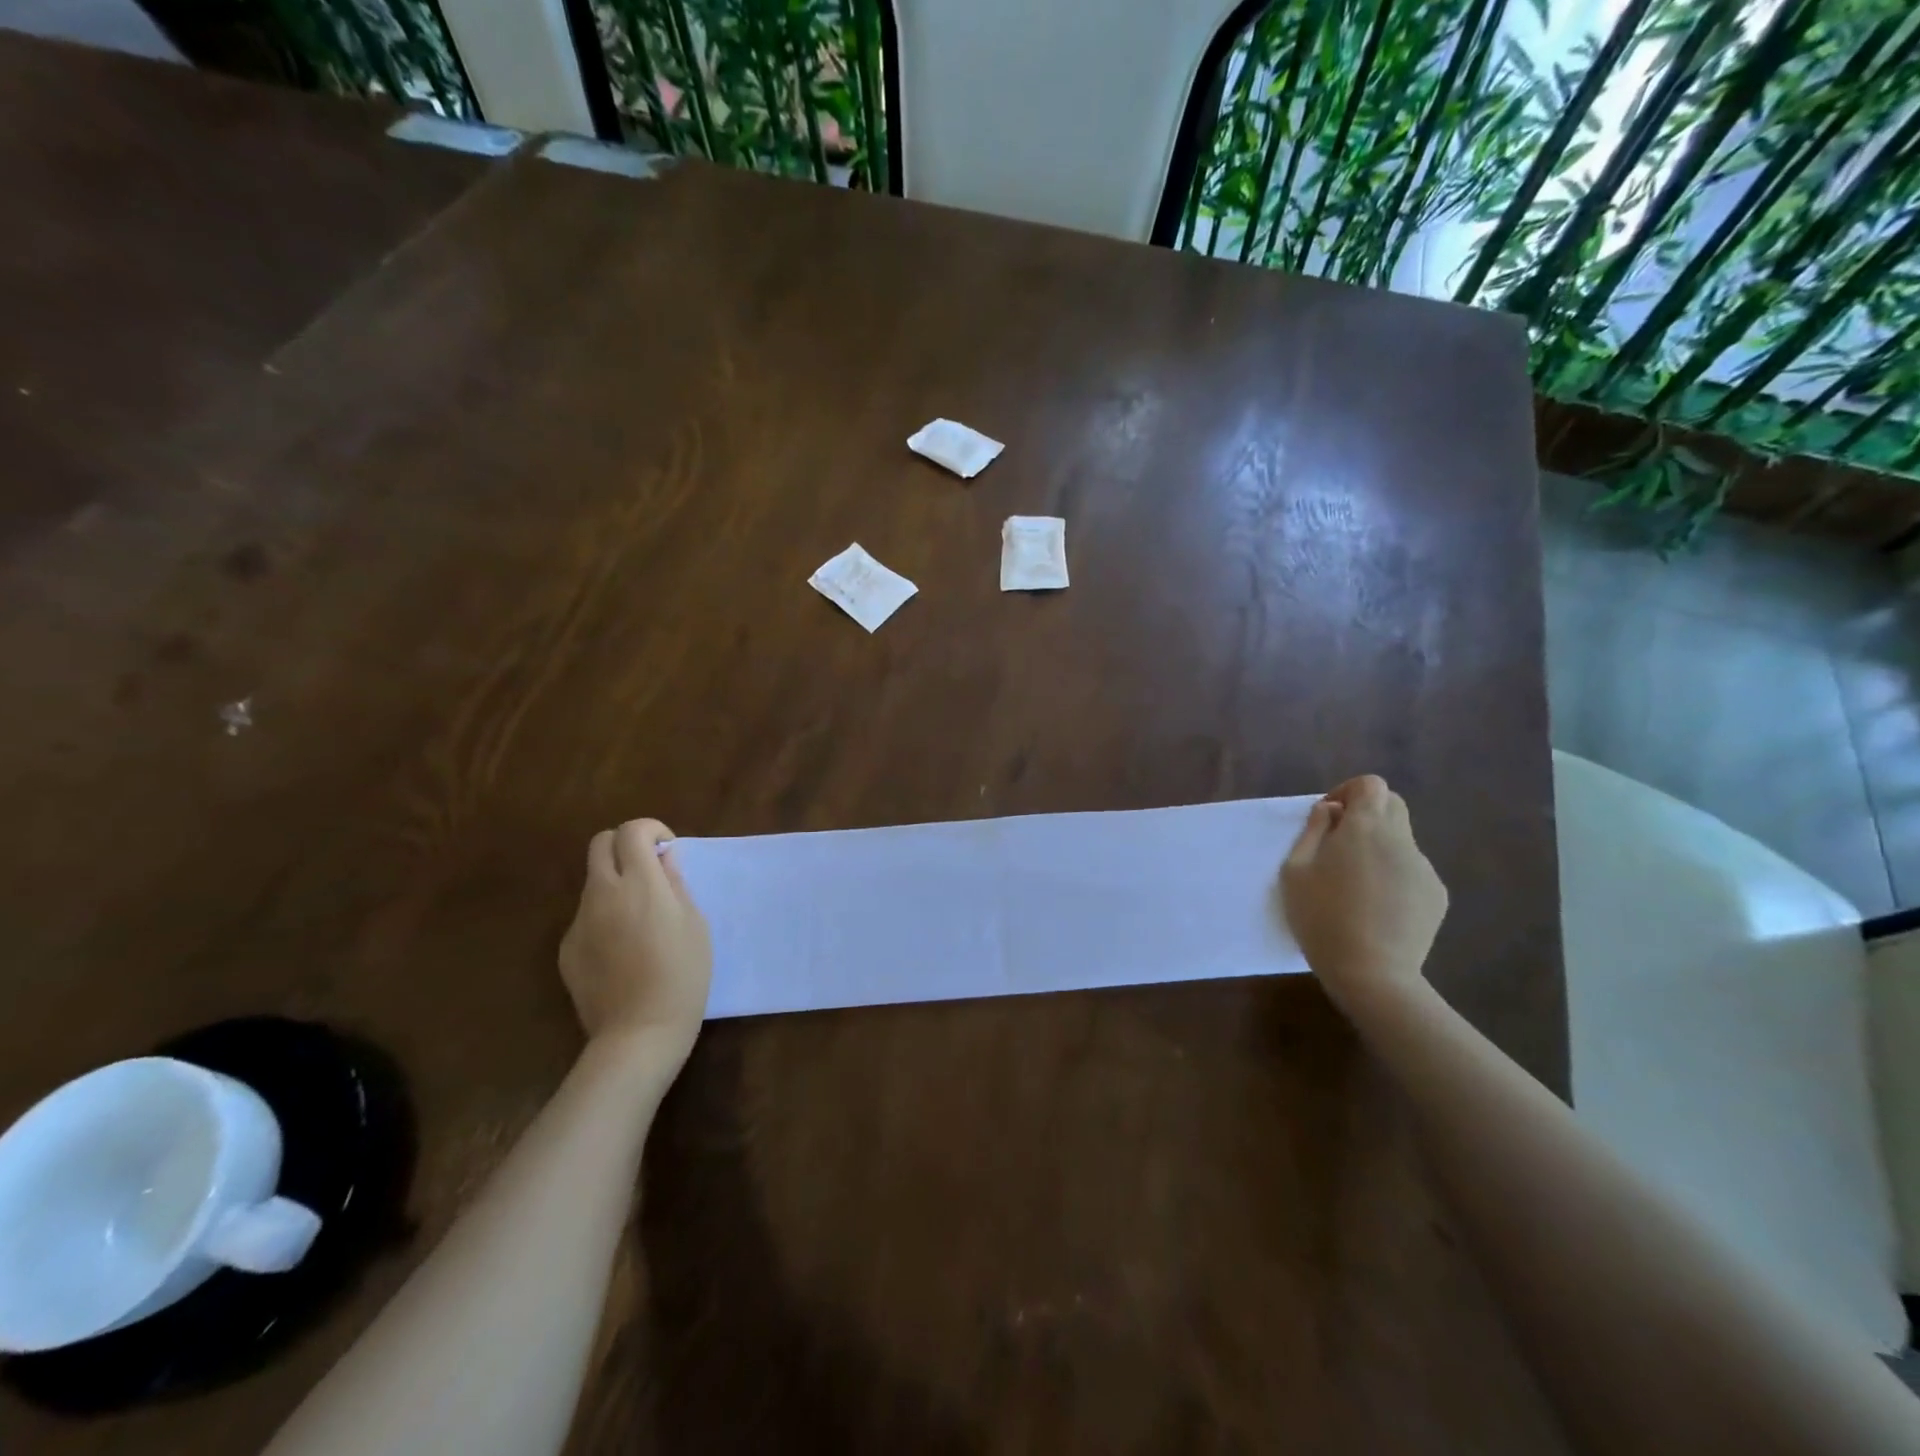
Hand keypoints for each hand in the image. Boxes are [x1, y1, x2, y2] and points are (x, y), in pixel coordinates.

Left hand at [560, 819, 711, 1064]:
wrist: (639, 1033)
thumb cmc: (683, 976)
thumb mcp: (695, 925)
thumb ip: (676, 885)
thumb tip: (664, 859)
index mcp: (640, 884)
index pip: (632, 831)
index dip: (651, 830)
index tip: (667, 850)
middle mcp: (603, 894)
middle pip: (600, 844)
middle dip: (625, 845)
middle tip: (649, 870)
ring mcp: (579, 921)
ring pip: (593, 881)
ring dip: (615, 882)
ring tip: (640, 919)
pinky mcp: (567, 948)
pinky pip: (586, 916)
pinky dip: (604, 917)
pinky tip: (623, 951)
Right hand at [1282, 775, 1447, 1010]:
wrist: (1372, 972)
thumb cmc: (1321, 917)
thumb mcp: (1295, 870)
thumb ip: (1312, 831)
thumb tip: (1329, 811)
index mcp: (1364, 828)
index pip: (1370, 785)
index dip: (1349, 791)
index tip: (1329, 816)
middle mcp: (1400, 839)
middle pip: (1392, 805)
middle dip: (1367, 813)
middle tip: (1340, 843)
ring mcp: (1423, 867)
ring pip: (1402, 839)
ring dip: (1379, 846)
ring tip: (1356, 883)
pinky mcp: (1436, 894)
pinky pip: (1412, 869)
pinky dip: (1394, 874)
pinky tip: (1377, 906)